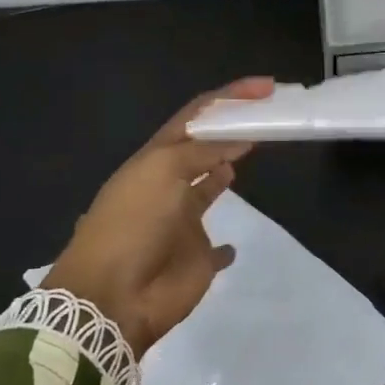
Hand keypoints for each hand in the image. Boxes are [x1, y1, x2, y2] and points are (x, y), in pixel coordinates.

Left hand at [47, 77, 273, 354]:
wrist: (113, 296)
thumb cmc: (134, 223)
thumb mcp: (164, 171)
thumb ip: (203, 153)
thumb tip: (238, 140)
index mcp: (157, 158)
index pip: (196, 115)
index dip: (229, 97)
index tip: (266, 88)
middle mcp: (170, 184)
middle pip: (204, 147)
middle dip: (232, 128)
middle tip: (271, 115)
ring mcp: (183, 222)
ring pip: (208, 187)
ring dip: (226, 170)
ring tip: (254, 151)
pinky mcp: (196, 258)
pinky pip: (215, 249)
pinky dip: (226, 247)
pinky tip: (234, 244)